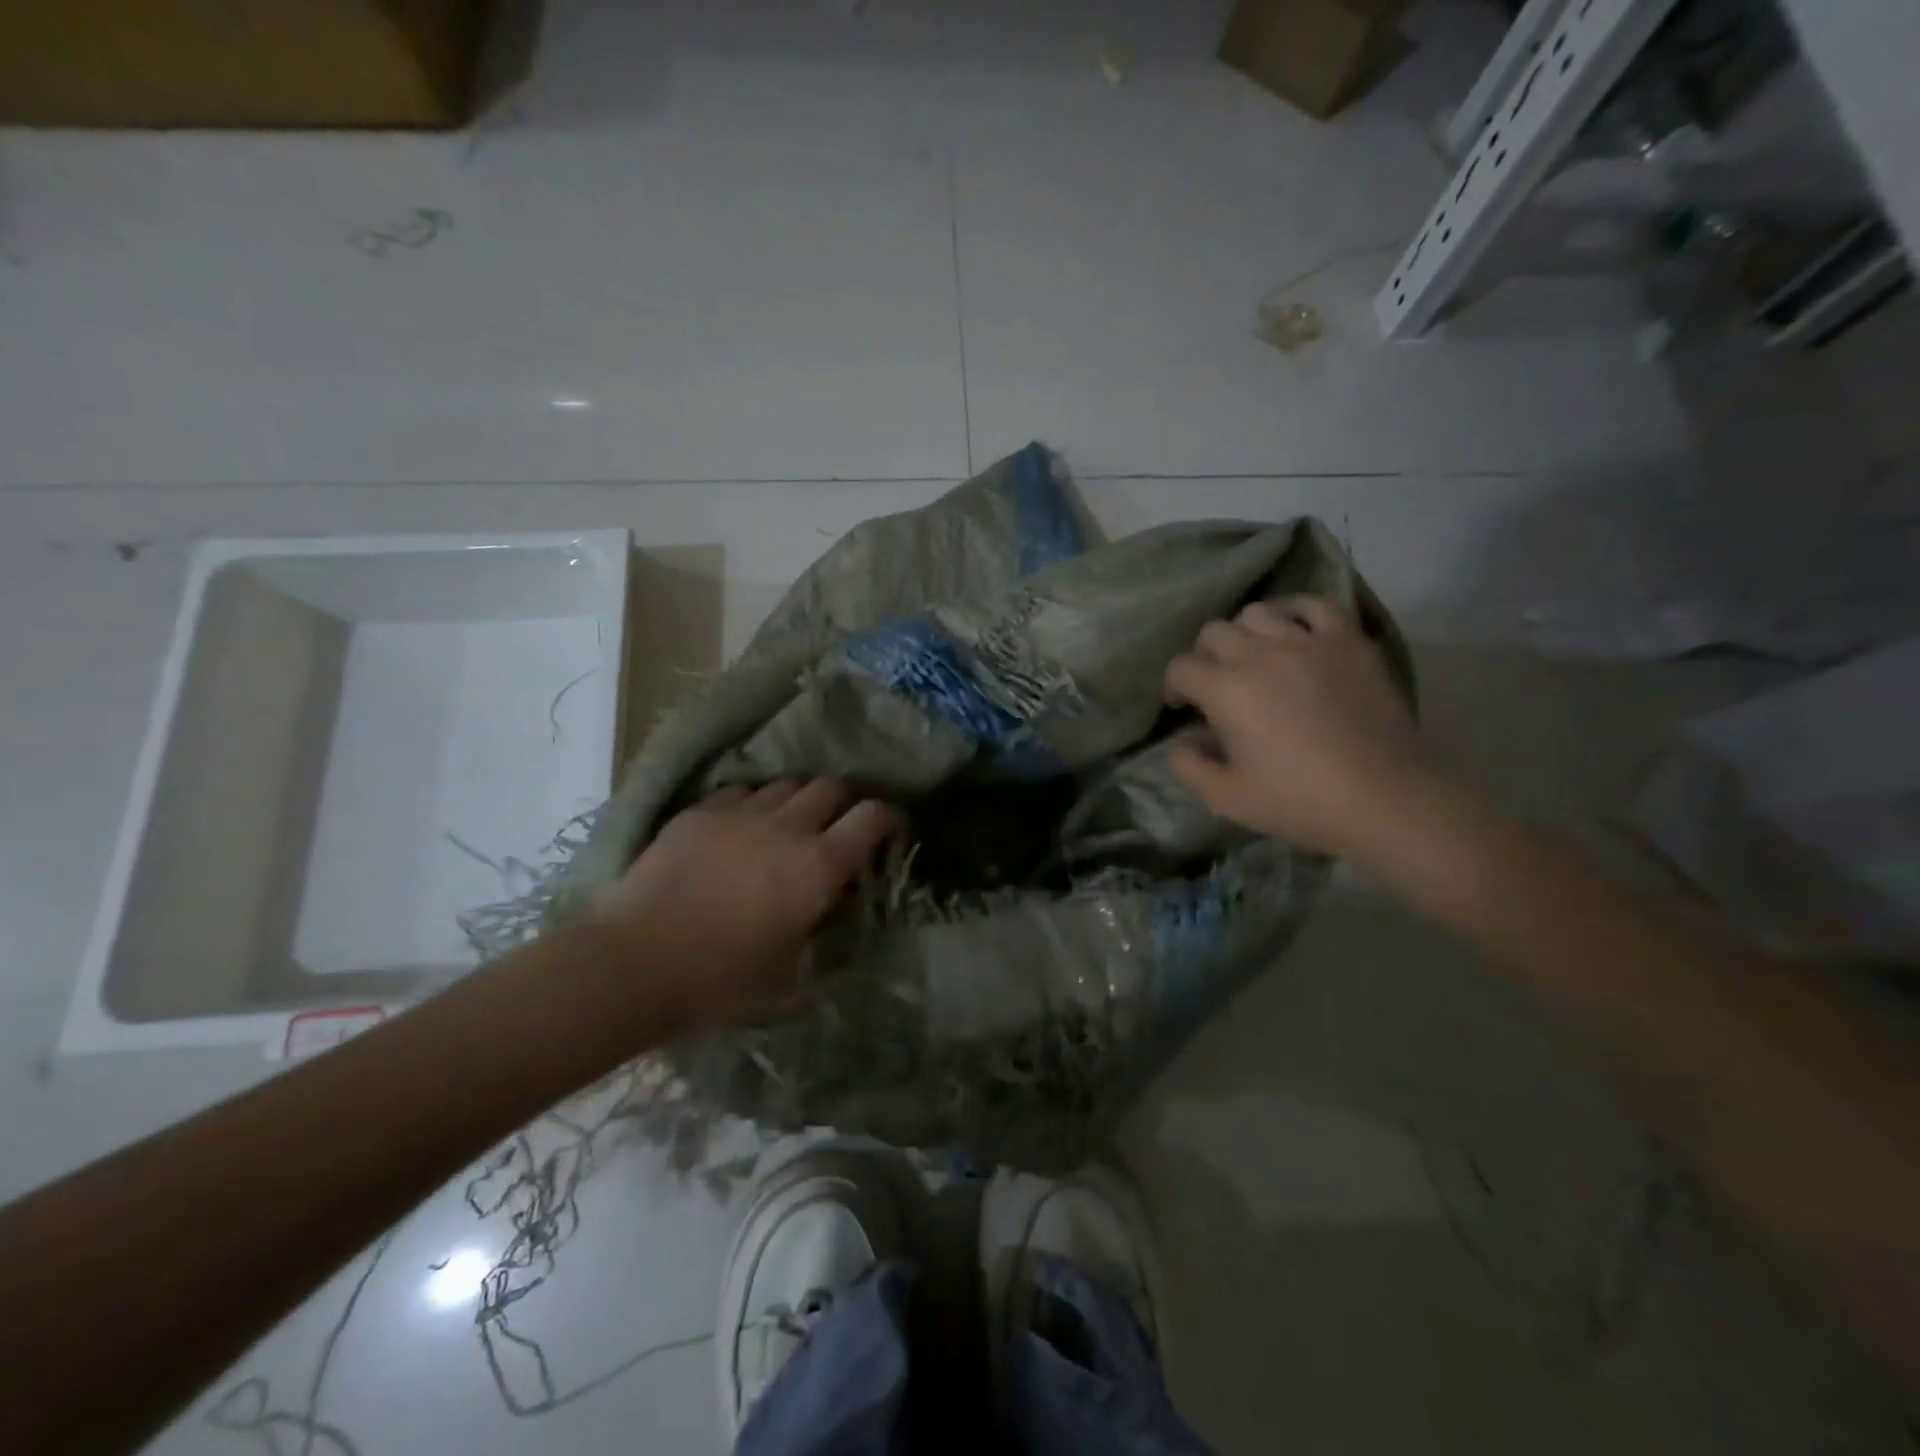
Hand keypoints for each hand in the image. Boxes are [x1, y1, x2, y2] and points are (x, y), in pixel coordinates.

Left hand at [589, 780, 899, 1027]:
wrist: (635, 961)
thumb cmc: (721, 980)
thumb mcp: (790, 976)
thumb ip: (823, 936)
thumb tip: (834, 909)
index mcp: (819, 865)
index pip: (873, 816)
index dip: (890, 818)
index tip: (890, 831)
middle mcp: (788, 826)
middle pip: (832, 787)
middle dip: (844, 803)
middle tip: (837, 829)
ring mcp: (741, 812)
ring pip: (786, 784)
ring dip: (798, 802)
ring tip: (787, 827)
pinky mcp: (701, 812)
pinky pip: (742, 791)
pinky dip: (753, 805)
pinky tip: (740, 829)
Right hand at [1164, 596, 1428, 856]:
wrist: (1385, 797)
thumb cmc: (1299, 801)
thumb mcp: (1226, 798)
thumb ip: (1189, 767)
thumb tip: (1182, 741)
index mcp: (1226, 690)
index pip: (1181, 668)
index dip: (1174, 686)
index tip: (1183, 707)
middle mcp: (1260, 654)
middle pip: (1214, 632)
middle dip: (1204, 656)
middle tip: (1216, 683)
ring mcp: (1308, 642)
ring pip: (1258, 613)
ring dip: (1244, 633)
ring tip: (1254, 658)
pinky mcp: (1348, 641)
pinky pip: (1314, 605)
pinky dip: (1295, 612)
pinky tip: (1293, 632)